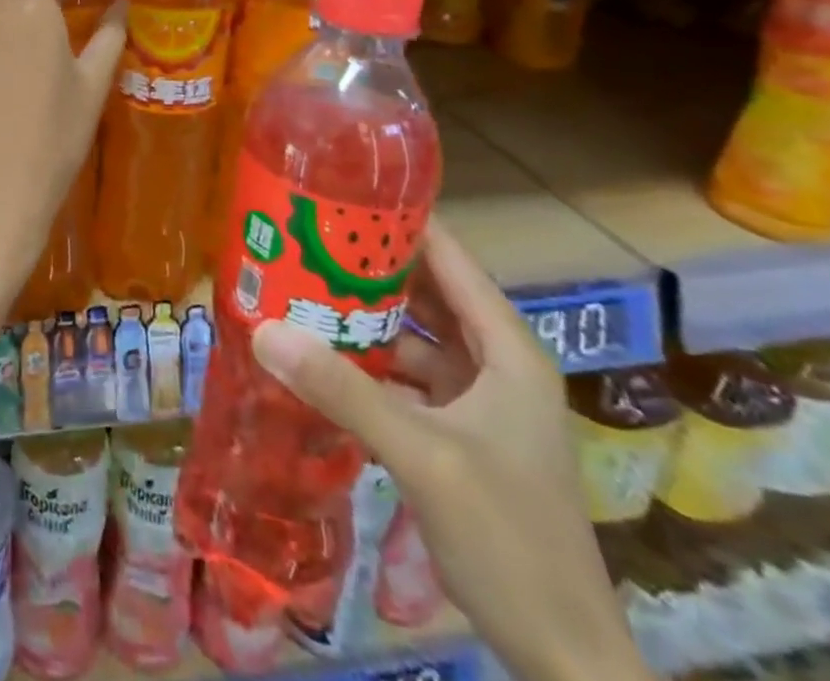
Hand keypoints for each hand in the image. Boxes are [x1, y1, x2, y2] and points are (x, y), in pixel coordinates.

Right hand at [249, 220, 653, 680]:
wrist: (564, 659)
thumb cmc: (510, 538)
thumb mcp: (422, 454)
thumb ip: (343, 390)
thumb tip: (265, 329)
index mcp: (504, 348)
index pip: (448, 256)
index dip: (397, 220)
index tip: (336, 195)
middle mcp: (494, 362)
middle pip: (426, 292)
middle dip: (367, 266)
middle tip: (301, 239)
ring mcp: (478, 400)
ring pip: (413, 336)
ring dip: (363, 317)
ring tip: (299, 287)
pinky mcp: (459, 433)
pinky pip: (406, 378)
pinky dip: (368, 364)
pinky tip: (320, 358)